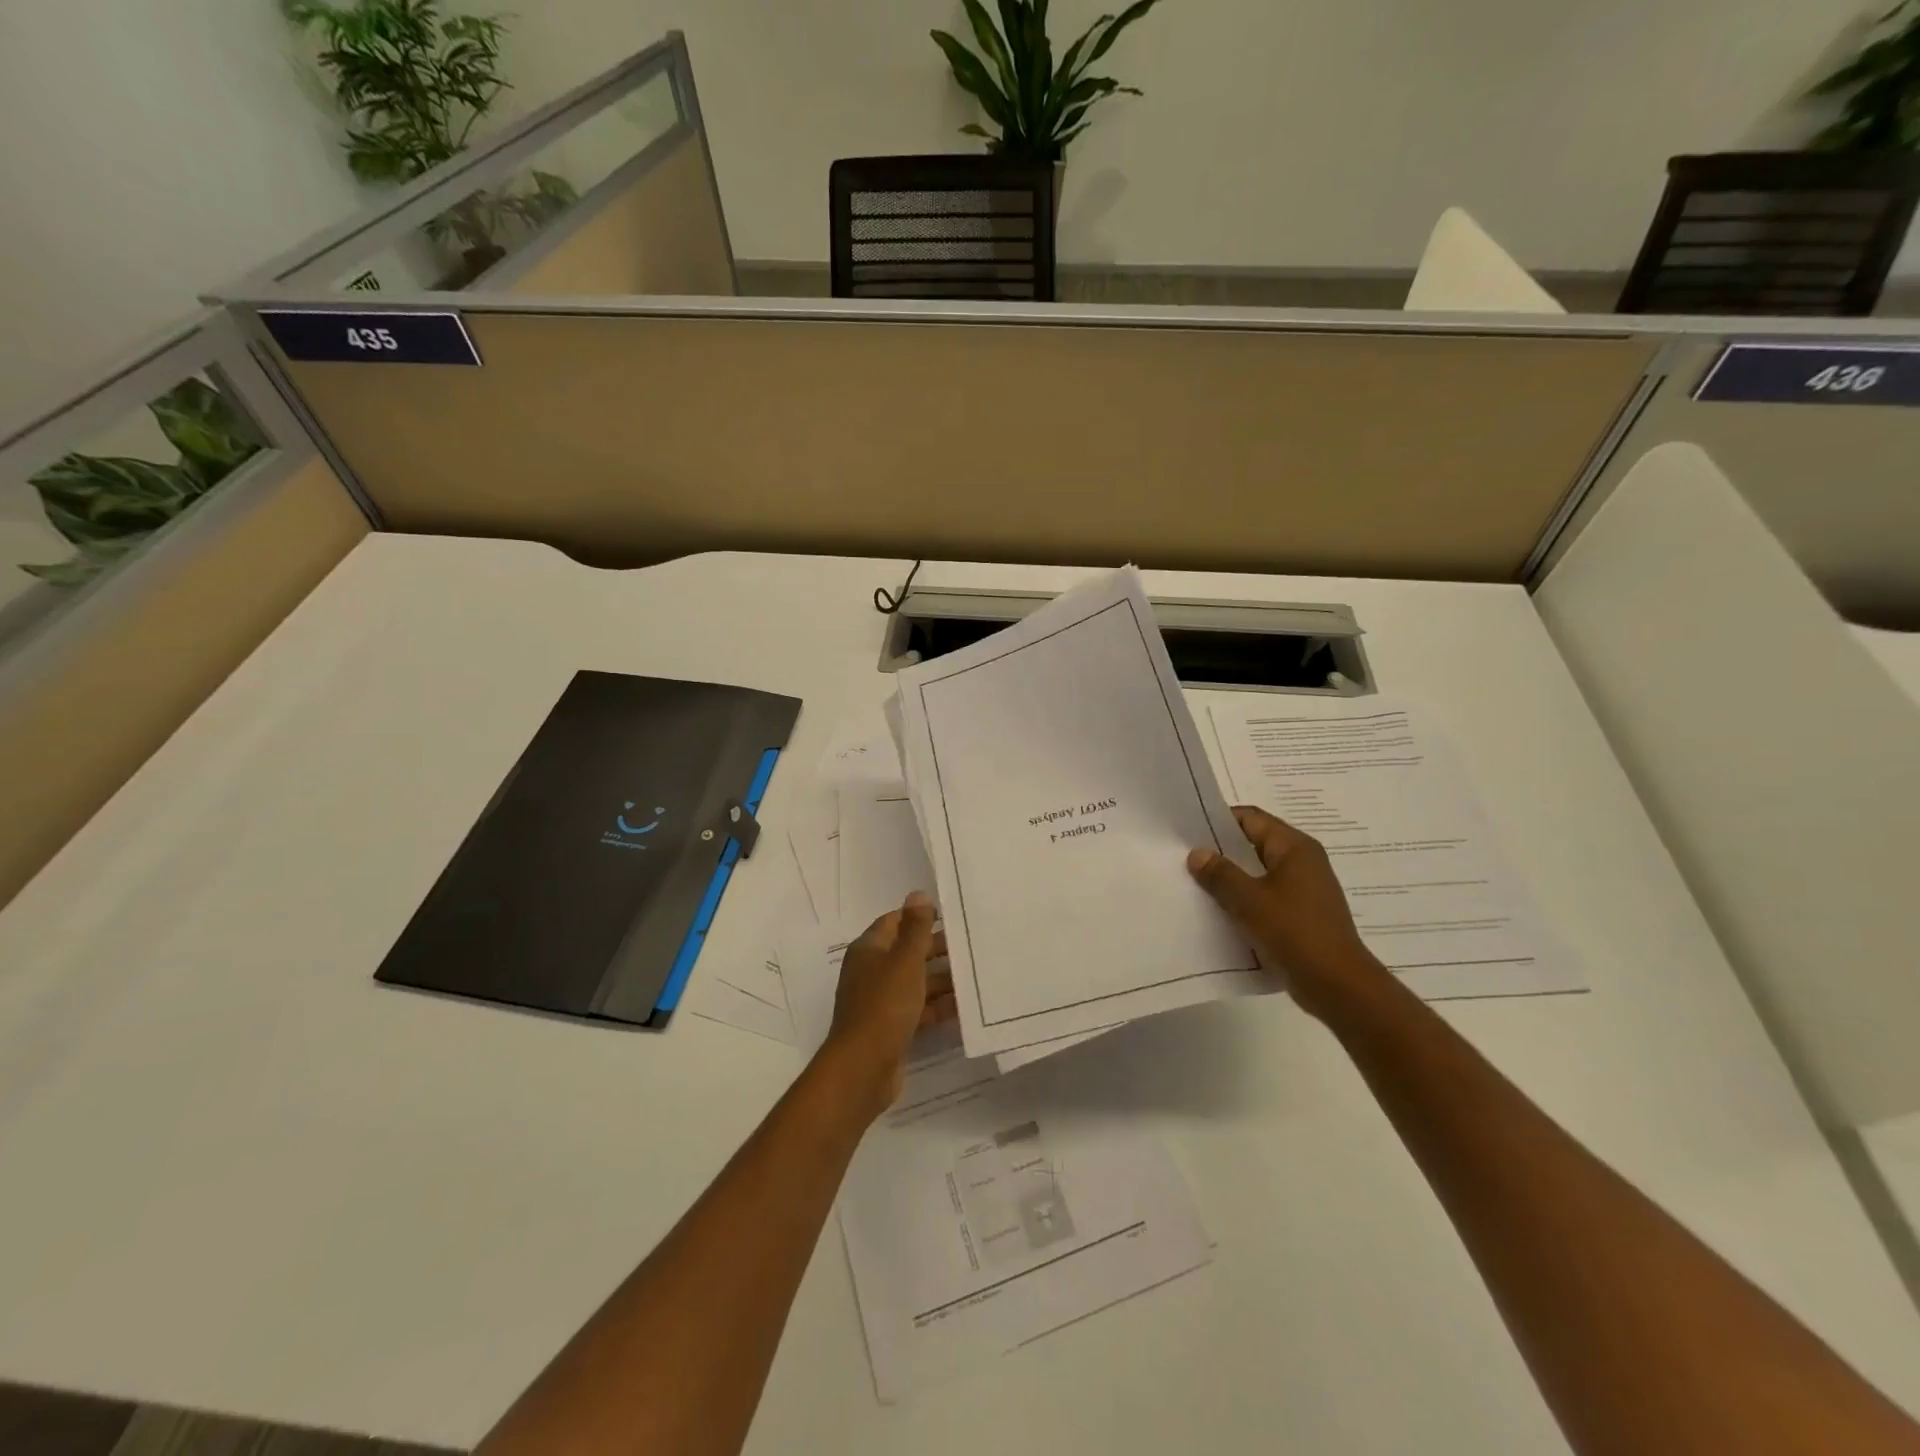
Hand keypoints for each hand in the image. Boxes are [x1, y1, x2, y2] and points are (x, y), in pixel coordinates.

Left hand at [823, 892, 955, 1117]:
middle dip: (936, 949)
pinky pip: (917, 1009)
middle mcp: (872, 971)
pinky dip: (937, 1006)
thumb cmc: (884, 1005)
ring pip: (914, 982)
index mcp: (869, 949)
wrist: (863, 1067)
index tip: (952, 917)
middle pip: (907, 952)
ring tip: (974, 975)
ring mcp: (880, 1001)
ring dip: (941, 979)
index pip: (895, 921)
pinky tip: (963, 1007)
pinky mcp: (890, 1027)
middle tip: (970, 946)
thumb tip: (917, 894)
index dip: (920, 917)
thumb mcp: (905, 961)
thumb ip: (915, 929)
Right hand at [1187, 805, 1386, 1020]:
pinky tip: (1220, 911)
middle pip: (1255, 843)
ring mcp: (1305, 889)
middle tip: (1185, 857)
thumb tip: (1197, 853)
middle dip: (1221, 850)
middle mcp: (1303, 861)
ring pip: (1259, 872)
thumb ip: (1220, 874)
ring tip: (1196, 884)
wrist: (1338, 986)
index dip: (1219, 820)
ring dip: (1232, 878)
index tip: (1188, 831)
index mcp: (1294, 848)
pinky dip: (1245, 899)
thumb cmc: (1295, 933)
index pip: (1251, 818)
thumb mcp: (1249, 900)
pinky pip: (1267, 897)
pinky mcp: (1302, 915)